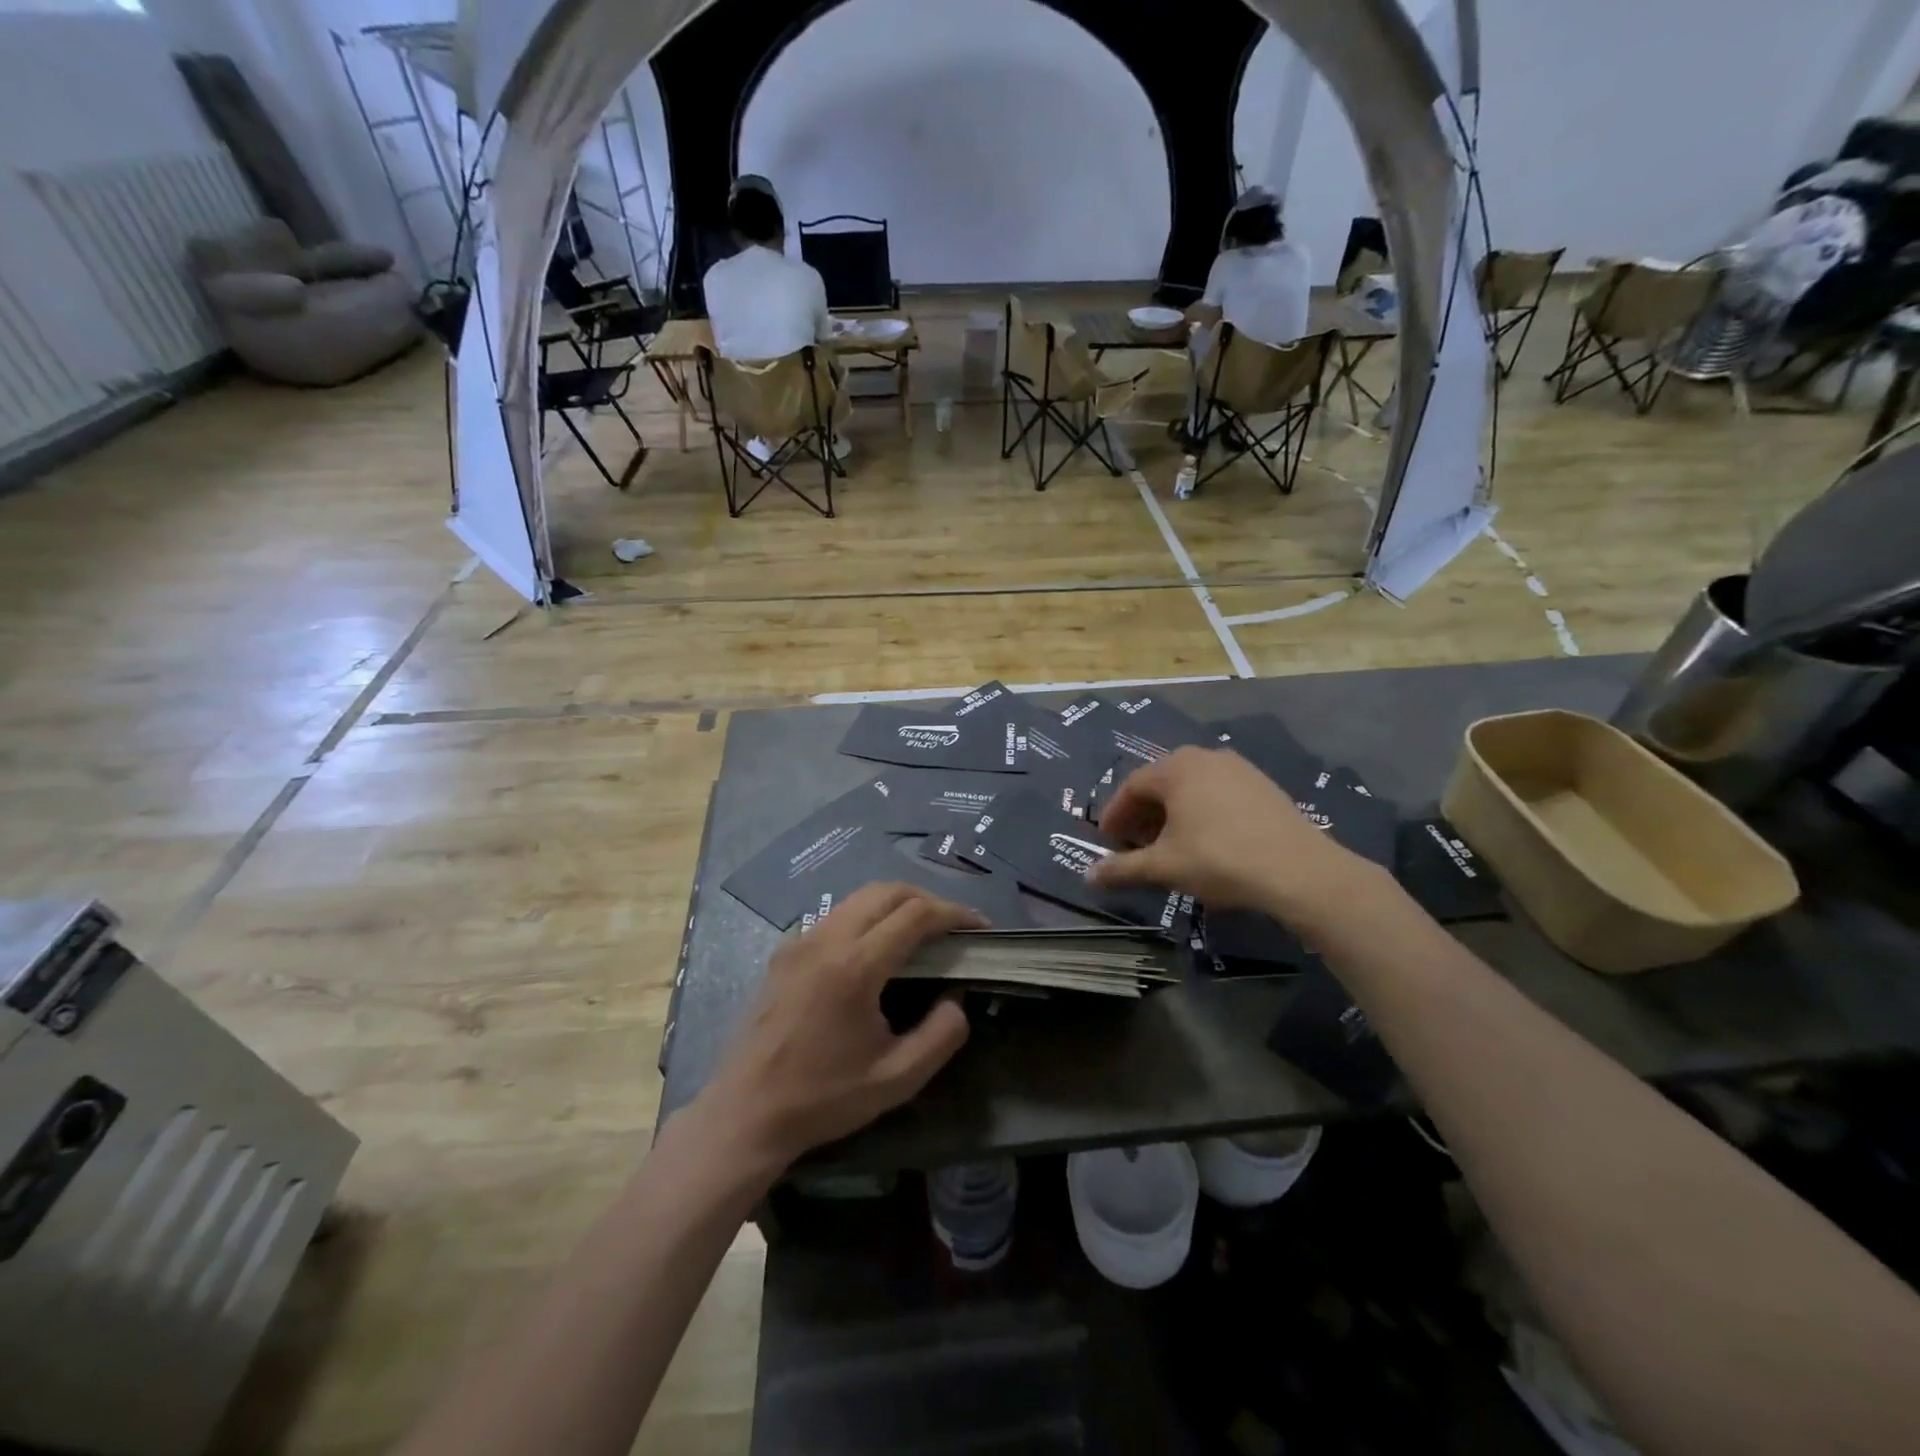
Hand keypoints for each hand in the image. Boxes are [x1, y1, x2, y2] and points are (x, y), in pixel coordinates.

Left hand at [699, 883, 984, 1172]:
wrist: (746, 1112)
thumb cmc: (823, 1098)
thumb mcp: (897, 1079)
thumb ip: (941, 1034)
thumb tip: (956, 998)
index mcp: (855, 966)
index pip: (915, 914)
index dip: (954, 913)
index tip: (980, 927)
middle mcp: (826, 939)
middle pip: (886, 891)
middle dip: (927, 899)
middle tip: (953, 926)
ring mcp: (800, 941)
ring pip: (858, 898)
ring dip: (896, 904)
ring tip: (921, 932)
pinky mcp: (785, 952)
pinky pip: (835, 916)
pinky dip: (866, 916)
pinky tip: (876, 949)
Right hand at [1088, 746, 1372, 924]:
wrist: (1298, 870)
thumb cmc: (1219, 859)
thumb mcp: (1164, 866)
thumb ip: (1123, 868)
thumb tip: (1088, 877)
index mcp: (1176, 768)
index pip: (1132, 786)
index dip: (1115, 814)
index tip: (1108, 840)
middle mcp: (1205, 757)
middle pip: (1161, 783)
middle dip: (1143, 814)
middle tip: (1134, 845)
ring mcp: (1238, 768)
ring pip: (1191, 788)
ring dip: (1172, 813)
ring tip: (1168, 845)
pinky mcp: (1263, 785)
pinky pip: (1218, 793)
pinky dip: (1201, 812)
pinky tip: (1205, 840)